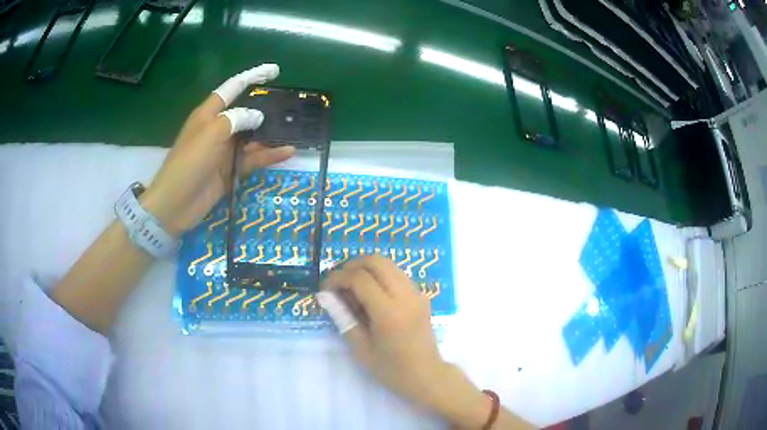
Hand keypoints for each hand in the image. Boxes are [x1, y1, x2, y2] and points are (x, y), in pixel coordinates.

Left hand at [141, 64, 294, 234]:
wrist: (176, 204)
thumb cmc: (189, 162)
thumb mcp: (212, 133)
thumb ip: (237, 119)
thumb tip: (258, 116)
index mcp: (209, 114)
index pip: (233, 88)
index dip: (252, 76)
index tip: (274, 71)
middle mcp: (219, 128)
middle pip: (246, 112)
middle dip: (266, 107)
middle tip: (290, 104)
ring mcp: (226, 150)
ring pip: (253, 136)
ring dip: (271, 134)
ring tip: (295, 129)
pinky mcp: (231, 169)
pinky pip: (254, 158)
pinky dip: (269, 155)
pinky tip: (288, 152)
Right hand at [318, 256, 493, 427]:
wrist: (426, 375)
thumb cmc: (391, 369)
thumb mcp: (361, 348)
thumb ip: (342, 317)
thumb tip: (324, 295)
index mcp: (389, 313)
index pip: (360, 279)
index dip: (337, 277)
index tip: (324, 287)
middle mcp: (406, 296)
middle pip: (376, 261)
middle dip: (352, 265)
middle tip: (337, 281)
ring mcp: (416, 293)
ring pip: (388, 263)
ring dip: (366, 268)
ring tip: (351, 287)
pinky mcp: (421, 295)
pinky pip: (396, 274)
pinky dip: (379, 275)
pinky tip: (369, 294)